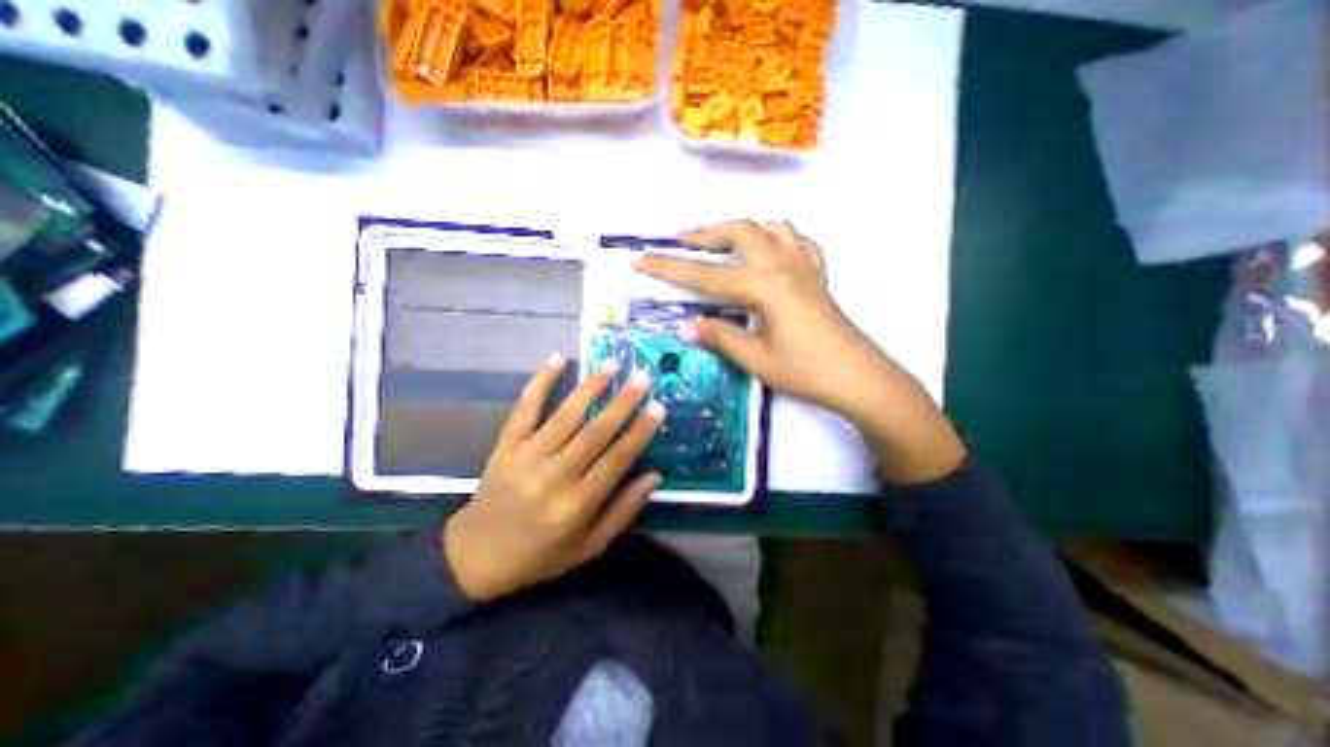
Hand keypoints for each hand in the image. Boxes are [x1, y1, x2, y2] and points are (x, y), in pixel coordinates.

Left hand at [444, 353, 660, 603]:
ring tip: (611, 364)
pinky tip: (557, 359)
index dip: (640, 432)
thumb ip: (623, 511)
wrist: (476, 557)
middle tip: (642, 376)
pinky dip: (540, 382)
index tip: (658, 406)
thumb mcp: (589, 546)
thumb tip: (654, 476)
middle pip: (594, 432)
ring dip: (590, 387)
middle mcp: (553, 476)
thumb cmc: (541, 555)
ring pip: (564, 415)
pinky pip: (525, 408)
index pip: (616, 459)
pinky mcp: (506, 445)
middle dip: (622, 402)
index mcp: (577, 504)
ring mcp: (526, 456)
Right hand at [636, 218, 967, 485]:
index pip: (706, 274)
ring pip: (770, 228)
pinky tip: (770, 247)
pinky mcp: (817, 276)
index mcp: (764, 286)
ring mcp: (804, 267)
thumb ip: (720, 337)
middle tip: (680, 239)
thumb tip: (685, 327)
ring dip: (741, 228)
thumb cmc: (806, 371)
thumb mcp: (756, 359)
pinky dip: (778, 236)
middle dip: (706, 233)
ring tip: (722, 238)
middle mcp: (783, 266)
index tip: (640, 258)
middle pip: (739, 233)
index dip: (669, 268)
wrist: (858, 378)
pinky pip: (797, 241)